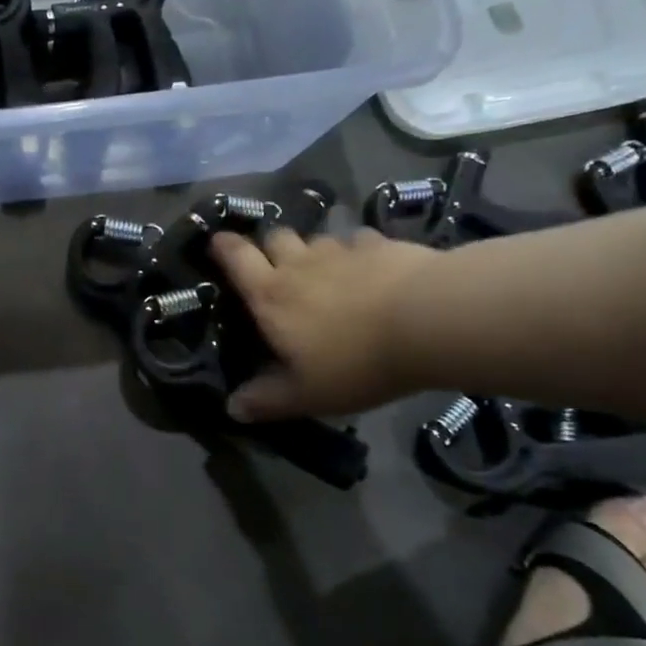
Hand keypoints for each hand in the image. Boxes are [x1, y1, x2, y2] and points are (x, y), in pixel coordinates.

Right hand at [208, 226, 440, 419]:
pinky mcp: (380, 245)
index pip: (235, 258)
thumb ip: (267, 400)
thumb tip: (230, 408)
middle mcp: (298, 264)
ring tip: (327, 271)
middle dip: (270, 246)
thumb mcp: (306, 394)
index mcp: (270, 295)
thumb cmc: (355, 361)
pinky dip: (358, 251)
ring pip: (316, 239)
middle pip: (274, 238)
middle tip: (278, 266)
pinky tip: (371, 268)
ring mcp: (340, 250)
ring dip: (314, 251)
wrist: (428, 321)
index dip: (223, 247)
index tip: (217, 243)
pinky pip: (359, 241)